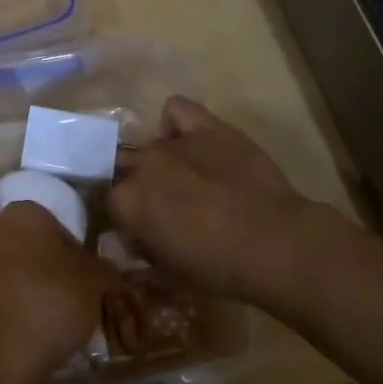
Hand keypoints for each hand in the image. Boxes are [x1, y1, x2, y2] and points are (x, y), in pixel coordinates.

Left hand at [0, 203, 115, 383]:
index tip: (91, 283)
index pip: (62, 227)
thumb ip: (105, 269)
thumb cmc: (52, 301)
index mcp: (25, 211)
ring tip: (60, 321)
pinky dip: (20, 307)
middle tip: (79, 301)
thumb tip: (108, 270)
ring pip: (20, 271)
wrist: (1, 352)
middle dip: (57, 271)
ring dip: (39, 290)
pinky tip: (36, 331)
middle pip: (38, 248)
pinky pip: (5, 293)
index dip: (80, 256)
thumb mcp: (95, 283)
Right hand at [109, 96, 321, 302]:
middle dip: (134, 184)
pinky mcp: (207, 127)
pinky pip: (176, 109)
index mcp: (127, 200)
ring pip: (149, 144)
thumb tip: (131, 240)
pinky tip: (187, 139)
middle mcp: (142, 163)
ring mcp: (174, 141)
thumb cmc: (218, 268)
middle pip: (122, 166)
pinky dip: (174, 122)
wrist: (275, 244)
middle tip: (157, 205)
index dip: (122, 215)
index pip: (107, 200)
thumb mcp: (169, 274)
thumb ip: (140, 253)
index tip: (136, 230)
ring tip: (181, 179)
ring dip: (157, 162)